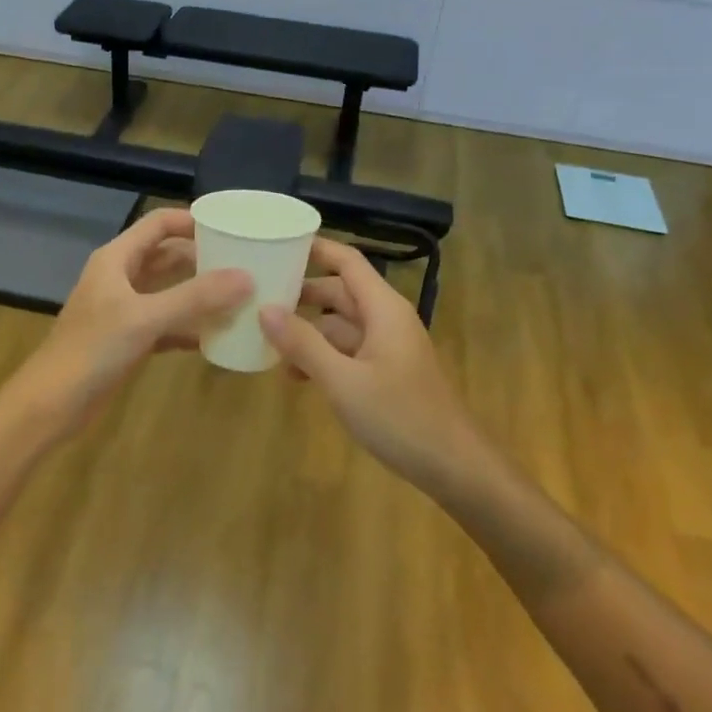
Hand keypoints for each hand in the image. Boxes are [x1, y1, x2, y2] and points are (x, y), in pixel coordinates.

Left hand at [6, 209, 251, 439]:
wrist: (51, 405)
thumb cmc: (93, 349)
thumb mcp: (146, 318)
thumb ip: (195, 297)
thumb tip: (247, 277)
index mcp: (117, 259)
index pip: (159, 224)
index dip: (192, 221)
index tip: (231, 229)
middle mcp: (120, 277)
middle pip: (167, 256)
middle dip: (202, 259)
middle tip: (243, 265)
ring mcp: (124, 310)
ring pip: (168, 291)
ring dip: (198, 294)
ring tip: (238, 297)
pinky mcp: (128, 340)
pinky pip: (166, 324)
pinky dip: (188, 327)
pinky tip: (215, 337)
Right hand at [259, 240, 481, 491]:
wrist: (454, 467)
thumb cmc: (400, 417)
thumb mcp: (343, 381)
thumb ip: (303, 344)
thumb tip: (265, 309)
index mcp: (383, 308)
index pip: (347, 261)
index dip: (315, 248)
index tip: (277, 245)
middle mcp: (386, 319)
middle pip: (339, 292)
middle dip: (301, 294)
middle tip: (257, 297)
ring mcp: (387, 347)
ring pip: (340, 325)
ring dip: (308, 332)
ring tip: (266, 342)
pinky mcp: (386, 373)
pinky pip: (348, 352)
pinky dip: (322, 357)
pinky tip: (295, 376)